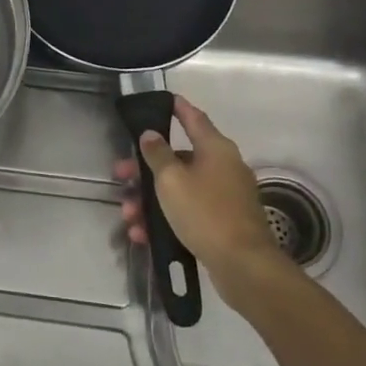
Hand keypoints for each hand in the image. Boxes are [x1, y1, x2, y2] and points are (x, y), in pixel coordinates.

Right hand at [115, 96, 287, 296]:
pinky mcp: (223, 222)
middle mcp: (223, 167)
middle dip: (146, 169)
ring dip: (151, 200)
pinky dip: (166, 219)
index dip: (178, 108)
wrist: (243, 266)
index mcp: (215, 149)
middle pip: (179, 159)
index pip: (193, 118)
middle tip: (121, 175)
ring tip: (129, 216)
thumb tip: (151, 134)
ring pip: (180, 189)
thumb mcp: (171, 180)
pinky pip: (188, 212)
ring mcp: (225, 196)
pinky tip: (144, 235)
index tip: (164, 99)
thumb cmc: (205, 212)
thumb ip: (157, 154)